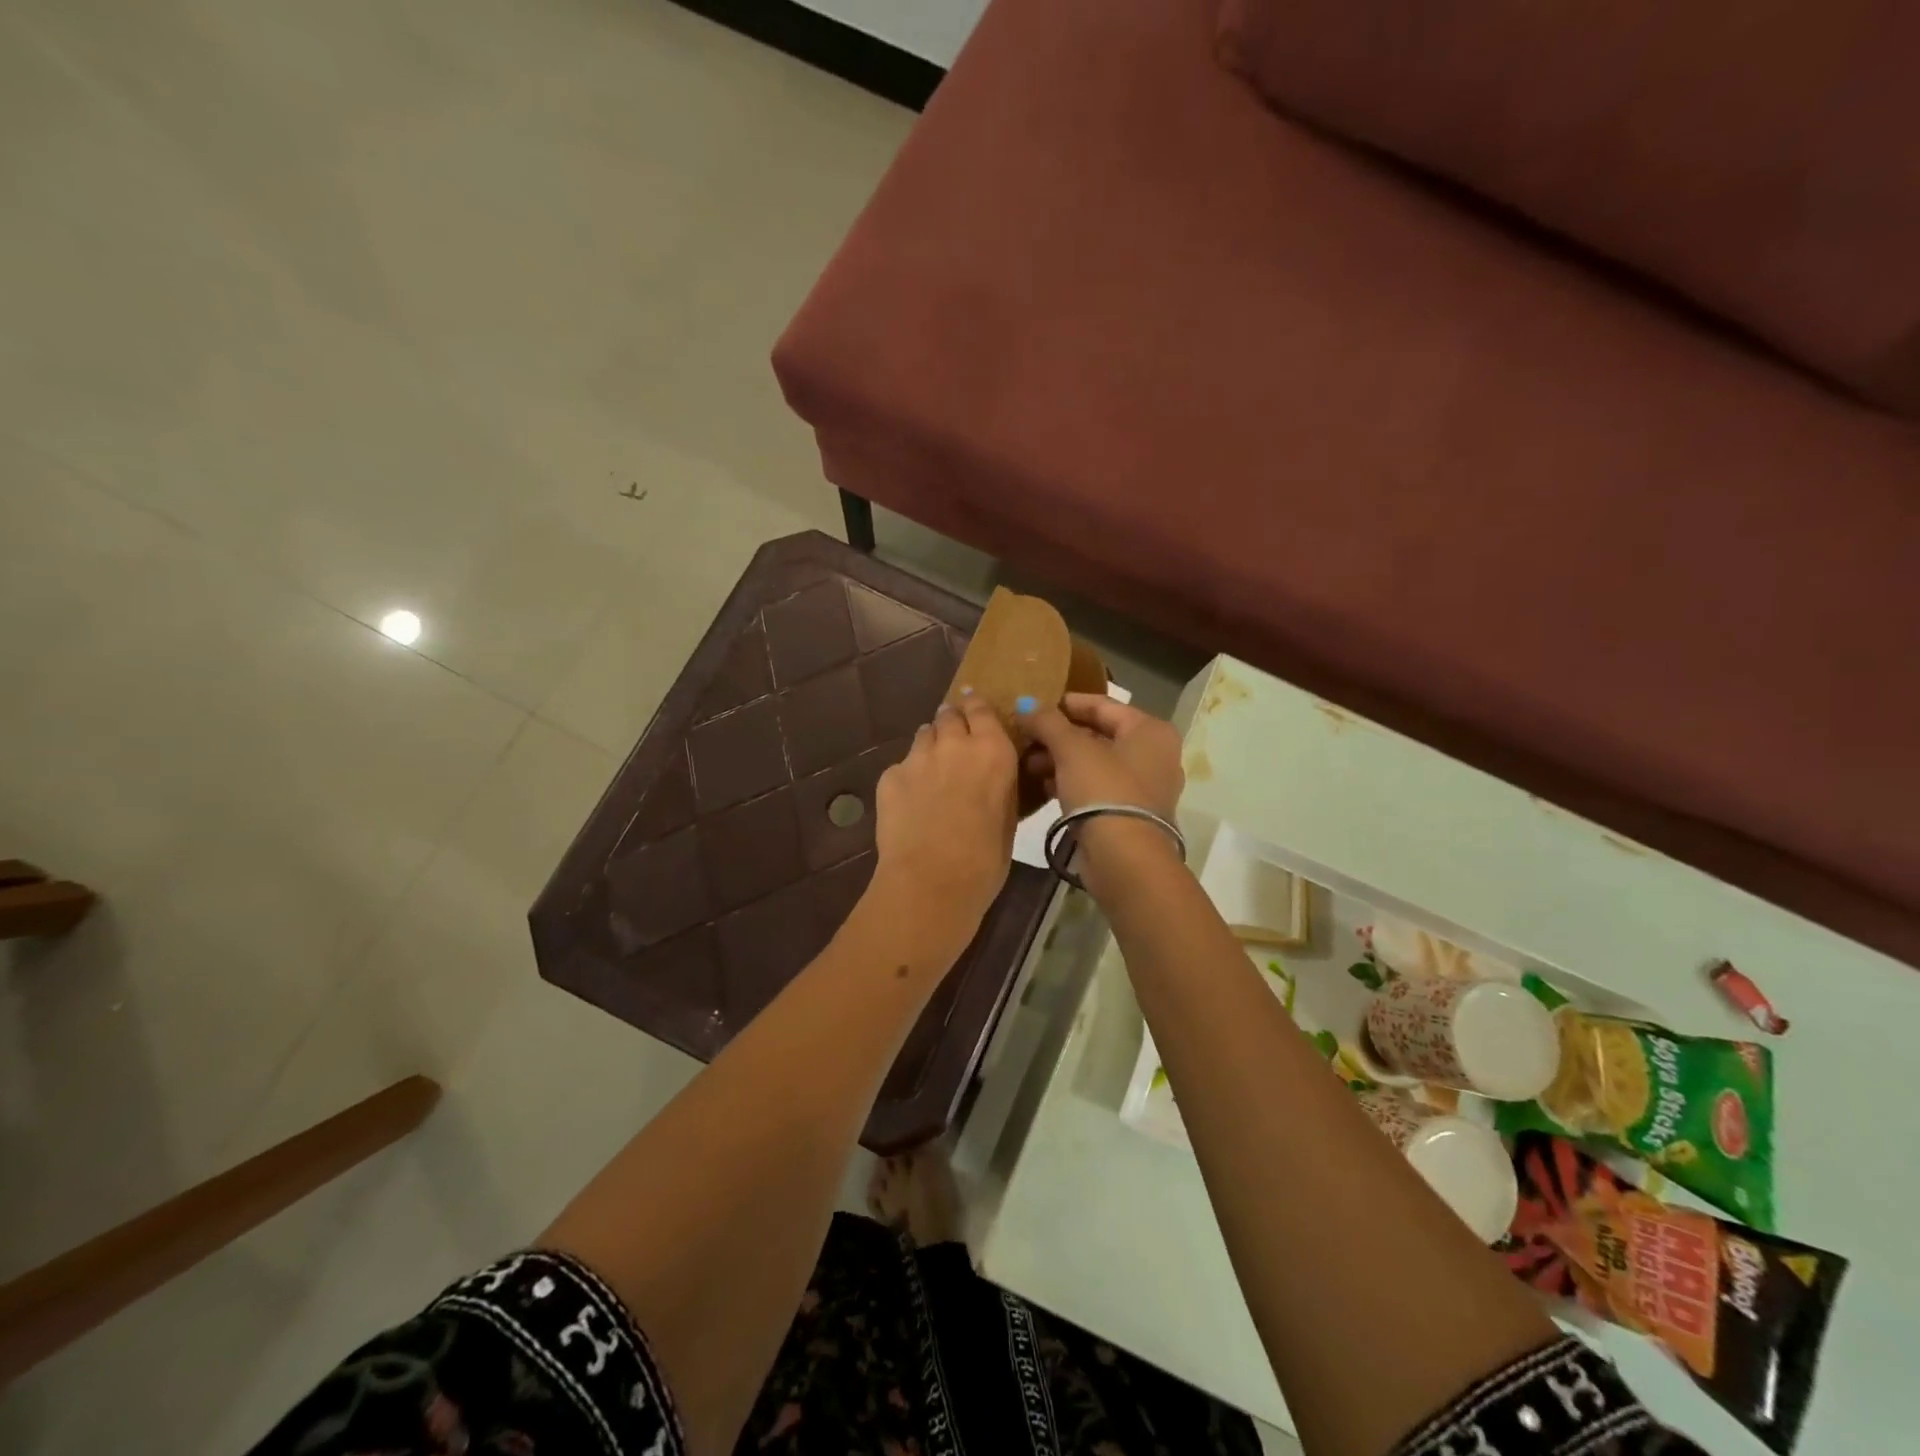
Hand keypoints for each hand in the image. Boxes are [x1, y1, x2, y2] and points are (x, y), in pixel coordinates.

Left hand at [870, 696, 1017, 965]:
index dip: (977, 708)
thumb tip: (993, 776)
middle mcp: (955, 744)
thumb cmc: (985, 860)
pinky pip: (902, 766)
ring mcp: (917, 757)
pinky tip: (910, 804)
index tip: (975, 714)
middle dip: (952, 724)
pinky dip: (908, 777)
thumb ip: (1000, 784)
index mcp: (993, 751)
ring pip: (924, 735)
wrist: (931, 883)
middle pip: (949, 715)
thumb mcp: (1008, 817)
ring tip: (932, 773)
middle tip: (955, 746)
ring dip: (931, 746)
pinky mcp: (889, 776)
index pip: (981, 708)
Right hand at [1018, 695, 1184, 895]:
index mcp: (1150, 730)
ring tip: (1027, 762)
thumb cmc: (1103, 790)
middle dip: (1059, 735)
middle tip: (1025, 736)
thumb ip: (1047, 722)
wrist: (1124, 858)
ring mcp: (1144, 786)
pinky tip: (1042, 785)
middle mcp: (1154, 754)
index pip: (1102, 704)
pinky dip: (1071, 782)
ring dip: (1060, 759)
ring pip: (1095, 762)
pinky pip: (1096, 787)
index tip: (1033, 704)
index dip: (1066, 703)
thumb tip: (1024, 704)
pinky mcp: (1129, 813)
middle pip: (1098, 733)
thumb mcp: (1071, 749)